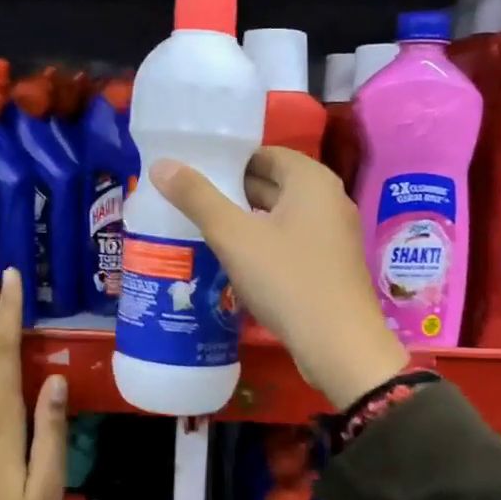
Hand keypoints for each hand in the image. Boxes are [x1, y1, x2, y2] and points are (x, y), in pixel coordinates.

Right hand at [150, 148, 407, 409]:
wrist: (338, 345)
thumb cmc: (288, 280)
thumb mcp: (234, 237)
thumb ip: (197, 198)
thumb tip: (161, 165)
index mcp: (311, 180)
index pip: (264, 154)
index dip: (227, 160)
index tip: (192, 173)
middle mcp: (328, 199)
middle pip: (273, 183)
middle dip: (232, 192)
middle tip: (188, 201)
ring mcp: (333, 234)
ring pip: (280, 216)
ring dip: (245, 220)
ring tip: (201, 228)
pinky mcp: (330, 265)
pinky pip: (290, 242)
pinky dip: (263, 244)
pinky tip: (234, 260)